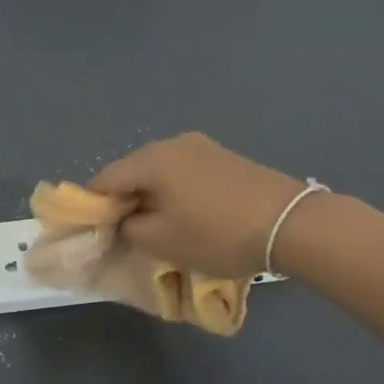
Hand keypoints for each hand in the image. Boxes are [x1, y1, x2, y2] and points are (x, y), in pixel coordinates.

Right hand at [89, 133, 307, 278]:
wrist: (290, 224)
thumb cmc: (216, 233)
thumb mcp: (161, 240)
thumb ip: (128, 227)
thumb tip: (123, 218)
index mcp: (151, 159)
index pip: (104, 178)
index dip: (94, 206)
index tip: (97, 232)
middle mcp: (172, 143)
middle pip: (132, 170)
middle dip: (125, 199)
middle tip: (128, 232)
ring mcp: (202, 146)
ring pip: (160, 171)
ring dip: (152, 196)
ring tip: (160, 225)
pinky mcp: (225, 157)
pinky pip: (185, 172)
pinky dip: (176, 191)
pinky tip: (188, 213)